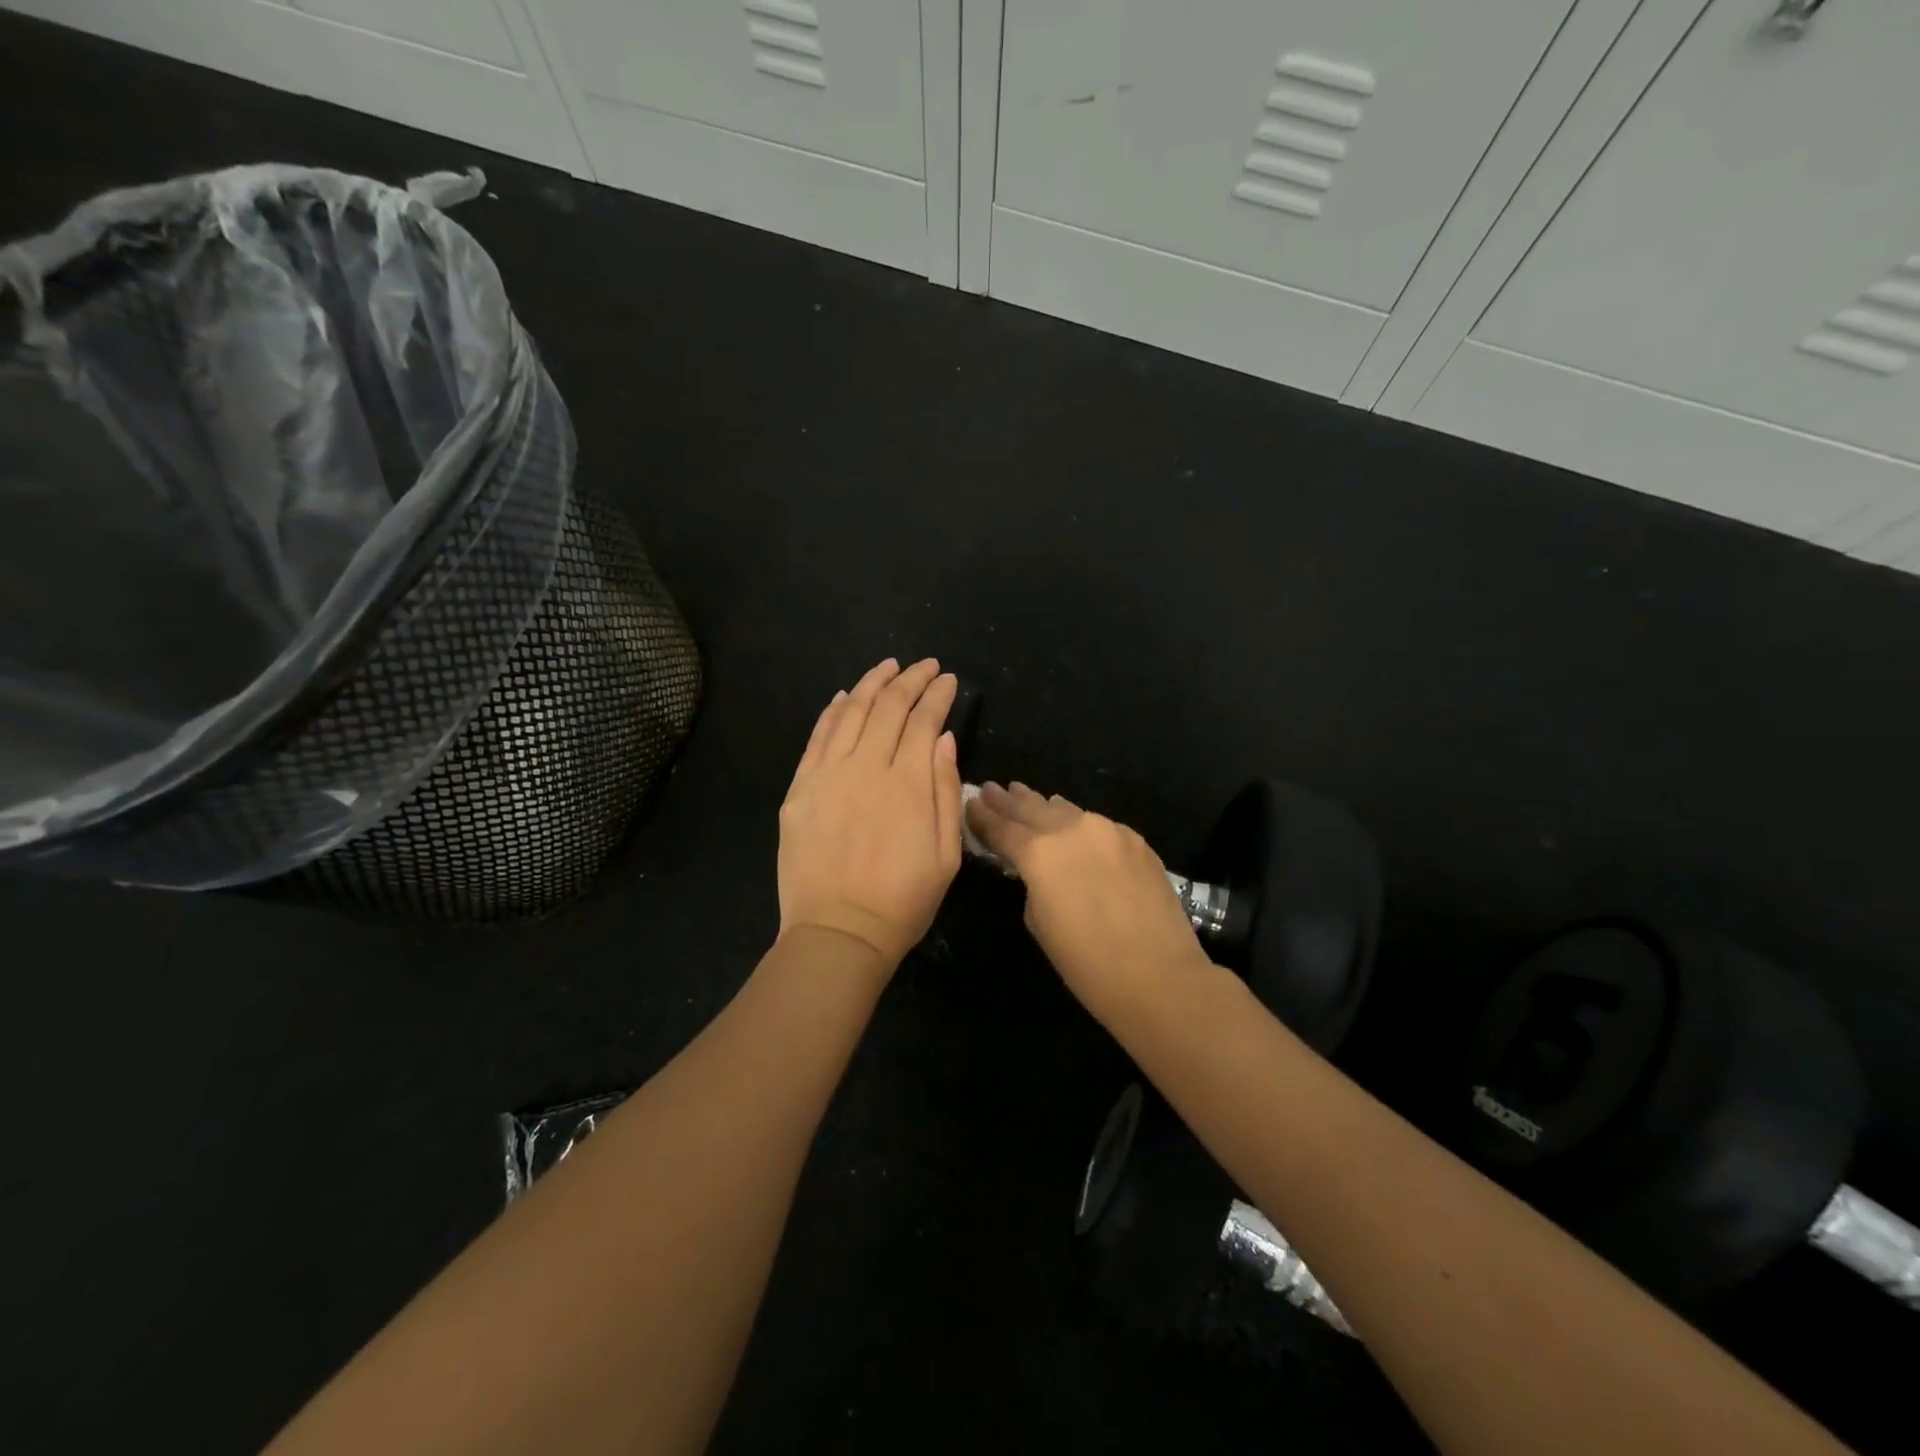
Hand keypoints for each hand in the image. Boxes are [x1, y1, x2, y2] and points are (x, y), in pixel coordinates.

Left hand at [778, 658, 963, 970]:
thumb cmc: (903, 901)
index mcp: (908, 784)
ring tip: (889, 666)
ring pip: (852, 713)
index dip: (938, 695)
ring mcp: (828, 775)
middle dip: (910, 679)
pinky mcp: (800, 789)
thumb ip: (946, 791)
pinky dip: (833, 711)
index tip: (948, 680)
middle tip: (925, 665)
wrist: (838, 933)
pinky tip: (845, 697)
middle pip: (889, 708)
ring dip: (872, 684)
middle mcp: (867, 768)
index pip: (924, 721)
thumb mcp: (947, 854)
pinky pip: (818, 738)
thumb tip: (944, 739)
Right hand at [966, 782, 1207, 1018]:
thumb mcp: (1038, 922)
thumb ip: (1030, 883)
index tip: (970, 804)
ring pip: (1066, 810)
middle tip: (990, 789)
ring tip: (1023, 795)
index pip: (1001, 827)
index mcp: (1039, 853)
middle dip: (1008, 801)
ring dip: (1041, 805)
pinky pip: (1096, 824)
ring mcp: (1107, 830)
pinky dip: (1077, 822)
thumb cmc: (1086, 963)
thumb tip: (1034, 866)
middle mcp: (1071, 829)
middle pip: (1031, 809)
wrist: (1158, 975)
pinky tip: (1071, 821)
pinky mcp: (1135, 840)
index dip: (982, 817)